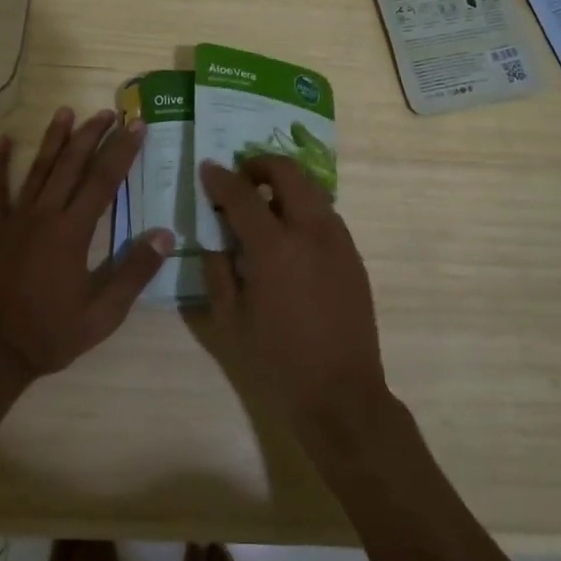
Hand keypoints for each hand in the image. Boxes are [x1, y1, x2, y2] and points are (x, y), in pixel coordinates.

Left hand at [0, 107, 172, 384]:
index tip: (137, 126)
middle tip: (108, 112)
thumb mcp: (103, 313)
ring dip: (53, 139)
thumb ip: (134, 272)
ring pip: (37, 169)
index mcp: (73, 232)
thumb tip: (165, 235)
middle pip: (71, 165)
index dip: (122, 151)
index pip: (104, 180)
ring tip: (66, 112)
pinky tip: (1, 141)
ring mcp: (14, 219)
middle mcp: (45, 215)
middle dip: (92, 135)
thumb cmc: (50, 334)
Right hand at [198, 156, 390, 438]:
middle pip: (288, 172)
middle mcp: (311, 231)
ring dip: (284, 185)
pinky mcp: (353, 254)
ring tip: (262, 206)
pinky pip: (325, 214)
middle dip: (260, 165)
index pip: (243, 194)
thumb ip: (217, 269)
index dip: (221, 178)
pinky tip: (288, 235)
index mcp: (275, 247)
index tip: (208, 168)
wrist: (341, 394)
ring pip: (311, 189)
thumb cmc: (277, 361)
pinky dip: (302, 208)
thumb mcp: (230, 319)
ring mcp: (338, 240)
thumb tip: (214, 236)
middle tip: (240, 179)